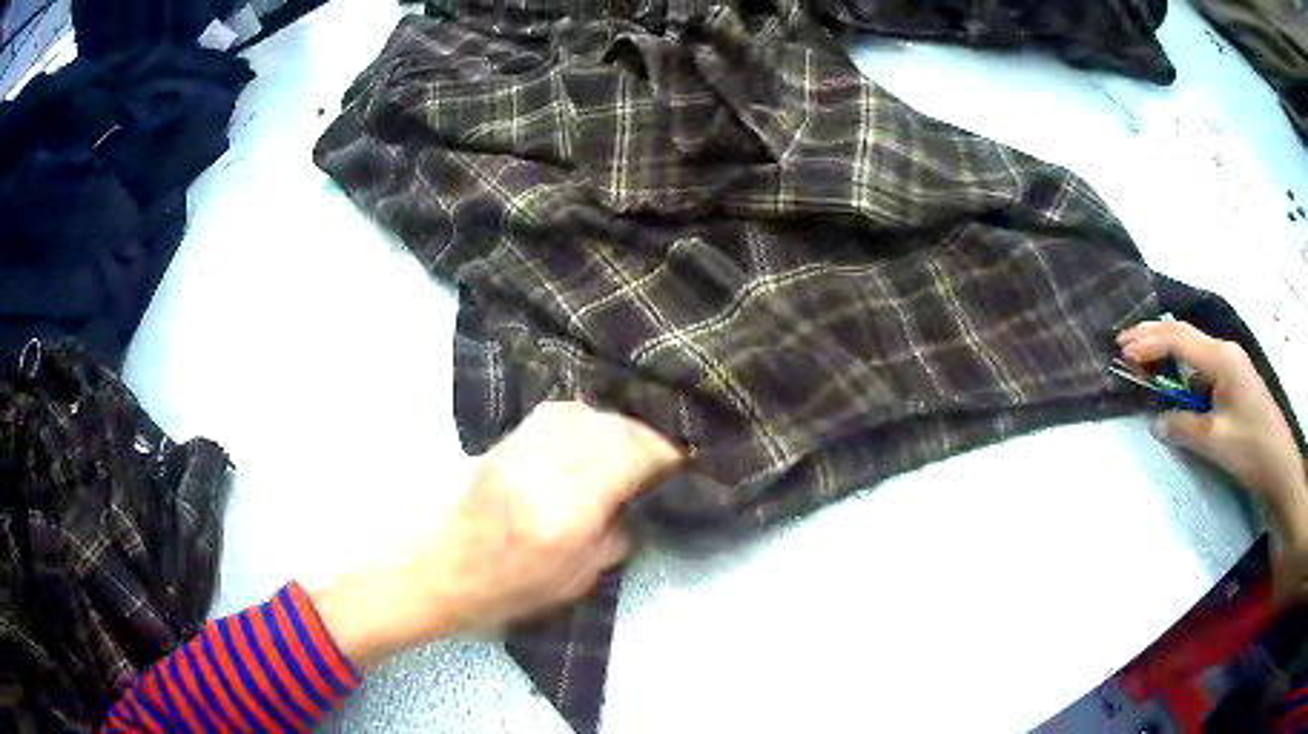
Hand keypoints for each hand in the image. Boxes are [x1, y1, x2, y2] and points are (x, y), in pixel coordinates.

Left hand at [310, 402, 684, 667]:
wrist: (439, 570)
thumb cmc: (508, 589)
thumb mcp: (577, 579)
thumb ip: (618, 535)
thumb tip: (643, 501)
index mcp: (566, 510)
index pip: (631, 459)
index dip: (666, 456)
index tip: (685, 464)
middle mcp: (546, 467)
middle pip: (614, 429)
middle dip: (649, 437)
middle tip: (664, 456)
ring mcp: (522, 447)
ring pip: (588, 415)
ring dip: (620, 426)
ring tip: (633, 446)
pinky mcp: (507, 441)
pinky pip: (559, 414)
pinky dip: (587, 421)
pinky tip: (595, 436)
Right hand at [1118, 320, 1307, 602]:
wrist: (1279, 466)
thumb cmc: (1250, 448)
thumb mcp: (1214, 441)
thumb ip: (1183, 426)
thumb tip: (1157, 421)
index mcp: (1221, 358)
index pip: (1179, 340)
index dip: (1149, 343)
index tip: (1122, 353)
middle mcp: (1225, 352)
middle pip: (1184, 336)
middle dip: (1153, 337)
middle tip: (1123, 343)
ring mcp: (1231, 366)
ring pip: (1193, 351)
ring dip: (1167, 353)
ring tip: (1143, 362)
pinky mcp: (1234, 383)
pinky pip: (1203, 369)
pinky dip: (1183, 373)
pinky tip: (1175, 385)